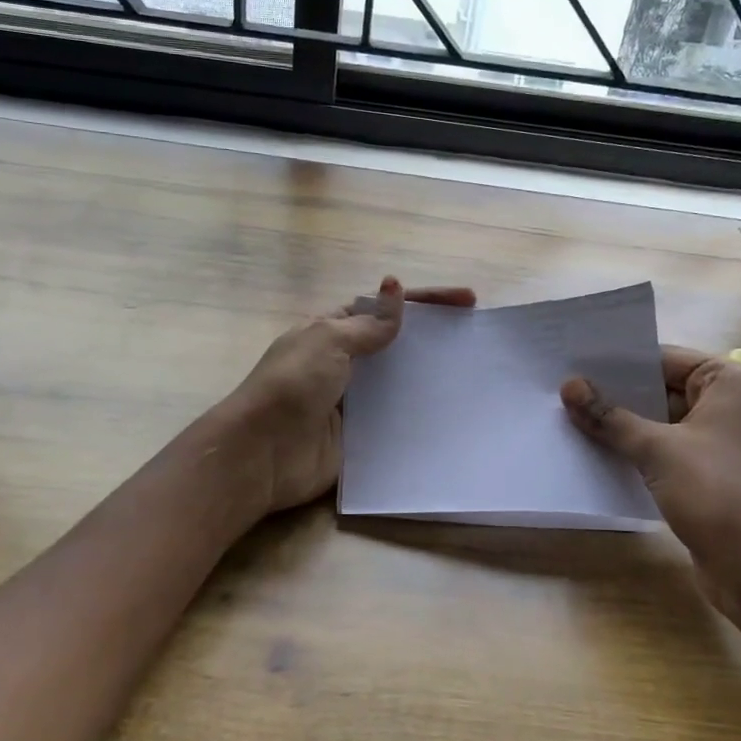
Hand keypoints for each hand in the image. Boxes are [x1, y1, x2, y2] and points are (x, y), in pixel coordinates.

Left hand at [225, 277, 476, 514]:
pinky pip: (395, 420)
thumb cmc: (293, 385)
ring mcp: (352, 401)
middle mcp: (344, 363)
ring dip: (430, 377)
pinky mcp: (359, 436)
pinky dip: (419, 414)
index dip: (425, 301)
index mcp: (332, 330)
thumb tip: (395, 287)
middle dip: (433, 338)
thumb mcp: (329, 340)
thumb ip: (368, 323)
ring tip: (473, 375)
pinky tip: (451, 413)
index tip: (467, 301)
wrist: (263, 453)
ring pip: (398, 382)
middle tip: (476, 337)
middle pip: (395, 344)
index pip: (384, 308)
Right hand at [561, 348, 740, 615]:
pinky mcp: (727, 477)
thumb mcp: (656, 450)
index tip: (576, 365)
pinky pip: (679, 452)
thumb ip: (610, 416)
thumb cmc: (717, 494)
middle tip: (568, 393)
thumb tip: (569, 387)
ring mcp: (736, 444)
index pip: (667, 359)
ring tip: (576, 422)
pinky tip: (607, 456)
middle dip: (621, 396)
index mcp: (736, 382)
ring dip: (630, 427)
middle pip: (668, 390)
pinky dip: (648, 454)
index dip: (620, 364)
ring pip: (671, 424)